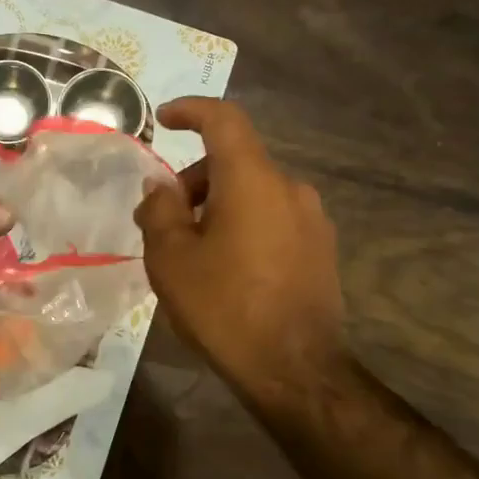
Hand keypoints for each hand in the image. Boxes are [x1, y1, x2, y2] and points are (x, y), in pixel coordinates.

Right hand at [133, 98, 348, 405]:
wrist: (294, 369)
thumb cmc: (223, 306)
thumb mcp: (170, 257)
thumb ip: (159, 210)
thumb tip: (160, 187)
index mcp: (252, 180)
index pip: (223, 120)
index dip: (191, 110)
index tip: (163, 118)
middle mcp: (289, 188)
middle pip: (234, 162)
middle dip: (193, 180)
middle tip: (160, 220)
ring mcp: (312, 220)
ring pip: (253, 192)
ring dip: (217, 205)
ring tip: (190, 251)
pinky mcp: (320, 249)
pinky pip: (272, 218)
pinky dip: (242, 224)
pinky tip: (225, 268)